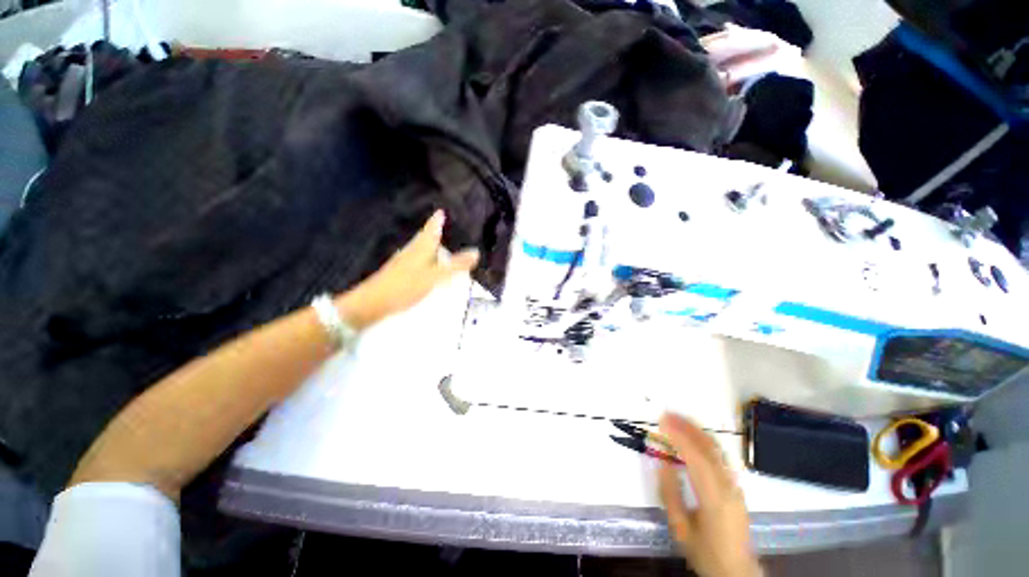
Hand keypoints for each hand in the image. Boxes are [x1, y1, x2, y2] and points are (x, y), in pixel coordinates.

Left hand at [338, 210, 478, 329]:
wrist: (373, 303)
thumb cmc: (405, 286)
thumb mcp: (435, 276)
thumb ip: (456, 265)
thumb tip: (476, 252)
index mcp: (420, 248)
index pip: (431, 230)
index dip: (437, 221)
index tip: (441, 210)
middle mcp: (412, 252)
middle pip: (424, 238)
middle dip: (433, 231)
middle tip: (444, 225)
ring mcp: (404, 263)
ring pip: (419, 250)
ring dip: (429, 245)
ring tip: (440, 244)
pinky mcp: (400, 275)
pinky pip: (417, 261)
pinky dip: (425, 259)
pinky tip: (427, 266)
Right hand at [658, 414, 760, 576]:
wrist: (736, 571)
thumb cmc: (705, 552)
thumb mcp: (681, 529)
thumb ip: (671, 495)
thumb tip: (662, 462)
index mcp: (715, 499)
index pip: (697, 459)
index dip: (680, 437)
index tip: (662, 422)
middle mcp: (729, 487)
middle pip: (710, 448)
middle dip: (688, 427)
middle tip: (667, 414)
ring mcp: (735, 485)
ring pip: (717, 450)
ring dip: (696, 430)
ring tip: (677, 419)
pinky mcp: (735, 486)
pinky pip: (720, 456)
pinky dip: (704, 440)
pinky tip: (692, 436)